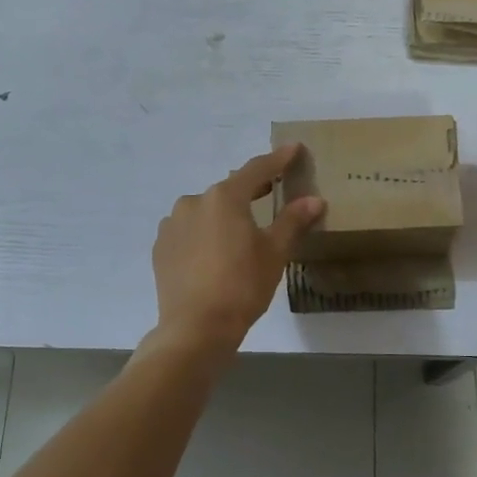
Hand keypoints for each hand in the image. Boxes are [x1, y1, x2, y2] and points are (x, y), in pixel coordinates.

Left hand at [148, 145, 324, 353]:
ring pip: (205, 211)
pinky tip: (215, 253)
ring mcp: (172, 224)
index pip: (256, 170)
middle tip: (271, 192)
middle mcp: (194, 201)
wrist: (196, 327)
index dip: (277, 159)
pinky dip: (204, 234)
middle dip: (251, 190)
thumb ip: (292, 221)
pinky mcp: (161, 247)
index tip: (293, 148)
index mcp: (224, 197)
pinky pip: (189, 231)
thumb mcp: (274, 252)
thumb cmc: (242, 285)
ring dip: (224, 215)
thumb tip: (314, 199)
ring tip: (240, 232)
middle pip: (228, 190)